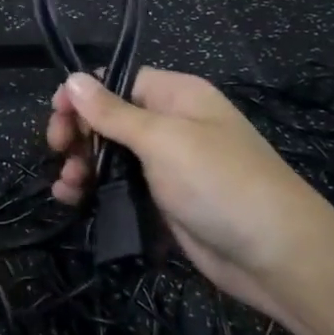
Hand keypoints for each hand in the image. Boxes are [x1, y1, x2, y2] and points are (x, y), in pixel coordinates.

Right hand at [48, 69, 333, 325]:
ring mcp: (168, 166)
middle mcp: (171, 125)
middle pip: (108, 119)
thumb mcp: (162, 140)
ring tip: (66, 187)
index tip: (56, 118)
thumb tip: (72, 77)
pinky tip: (73, 200)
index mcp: (176, 96)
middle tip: (57, 153)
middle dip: (78, 134)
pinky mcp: (164, 202)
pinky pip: (120, 188)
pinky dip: (95, 191)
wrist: (277, 256)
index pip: (117, 82)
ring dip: (81, 166)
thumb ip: (112, 112)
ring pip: (110, 156)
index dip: (83, 96)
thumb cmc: (219, 182)